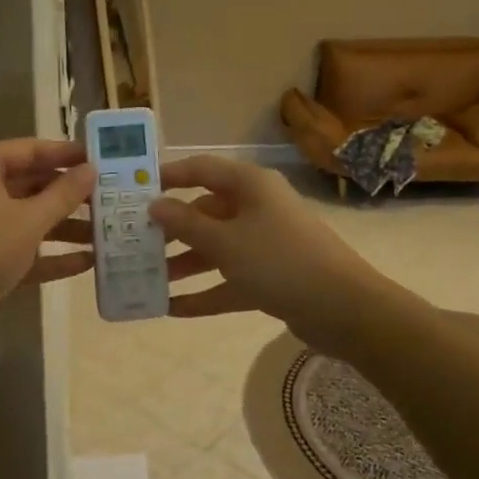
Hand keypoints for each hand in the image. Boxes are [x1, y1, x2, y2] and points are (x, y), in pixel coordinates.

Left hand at [0, 138, 93, 341]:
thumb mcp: (28, 220)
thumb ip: (63, 194)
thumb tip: (91, 169)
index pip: (31, 150)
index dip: (67, 153)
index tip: (103, 158)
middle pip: (32, 184)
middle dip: (71, 195)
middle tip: (110, 198)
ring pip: (29, 218)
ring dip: (66, 227)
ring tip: (107, 234)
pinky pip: (22, 247)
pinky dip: (50, 254)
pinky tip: (87, 262)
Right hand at [150, 155, 386, 356]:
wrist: (344, 309)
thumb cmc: (278, 261)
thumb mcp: (224, 241)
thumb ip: (185, 224)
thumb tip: (155, 204)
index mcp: (249, 186)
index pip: (201, 169)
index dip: (168, 176)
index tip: (134, 189)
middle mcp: (257, 208)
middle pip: (205, 212)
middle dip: (171, 229)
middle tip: (134, 241)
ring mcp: (265, 244)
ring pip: (215, 248)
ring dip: (184, 264)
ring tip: (147, 279)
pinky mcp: (271, 277)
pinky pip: (229, 280)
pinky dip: (205, 292)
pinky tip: (173, 309)